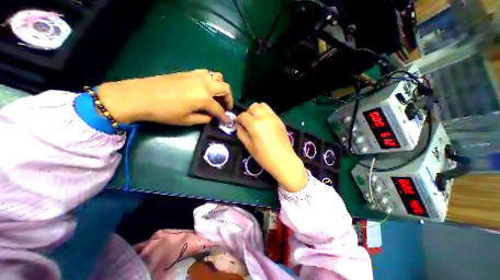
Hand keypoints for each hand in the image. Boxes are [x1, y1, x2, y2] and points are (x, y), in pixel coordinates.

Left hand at [95, 70, 231, 125]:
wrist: (140, 96)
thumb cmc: (165, 112)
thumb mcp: (187, 120)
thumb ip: (204, 118)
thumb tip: (211, 117)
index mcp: (204, 98)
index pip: (219, 109)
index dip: (224, 117)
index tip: (228, 121)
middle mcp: (205, 84)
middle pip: (225, 88)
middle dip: (229, 99)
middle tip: (226, 107)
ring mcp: (197, 76)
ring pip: (218, 77)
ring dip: (221, 87)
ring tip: (217, 96)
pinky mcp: (190, 72)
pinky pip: (207, 73)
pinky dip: (212, 81)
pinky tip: (206, 88)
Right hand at [235, 102, 309, 191]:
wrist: (284, 160)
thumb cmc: (264, 157)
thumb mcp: (249, 146)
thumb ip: (241, 133)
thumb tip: (238, 125)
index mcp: (255, 125)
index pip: (243, 115)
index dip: (238, 119)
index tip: (238, 125)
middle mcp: (265, 117)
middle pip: (253, 106)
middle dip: (247, 113)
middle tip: (247, 123)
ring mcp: (274, 117)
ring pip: (262, 105)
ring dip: (256, 111)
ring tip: (256, 121)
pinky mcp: (280, 120)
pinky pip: (270, 110)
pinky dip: (264, 113)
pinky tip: (264, 123)